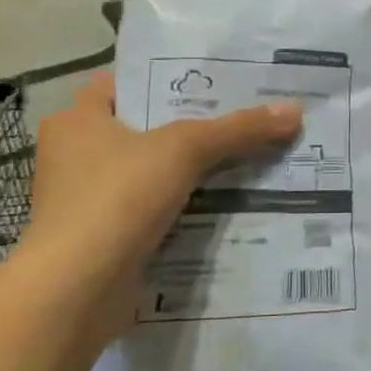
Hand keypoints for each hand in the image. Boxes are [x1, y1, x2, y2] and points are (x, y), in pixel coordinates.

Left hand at [16, 73, 302, 299]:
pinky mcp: (105, 238)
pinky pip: (154, 211)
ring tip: (248, 156)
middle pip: (146, 129)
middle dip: (194, 126)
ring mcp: (88, 201)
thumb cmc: (117, 198)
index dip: (170, 78)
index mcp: (77, 120)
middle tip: (246, 116)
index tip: (218, 79)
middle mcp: (76, 155)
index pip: (127, 84)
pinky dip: (185, 208)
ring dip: (193, 171)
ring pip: (153, 173)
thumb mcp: (184, 149)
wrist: (77, 291)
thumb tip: (295, 111)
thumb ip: (238, 129)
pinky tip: (227, 203)